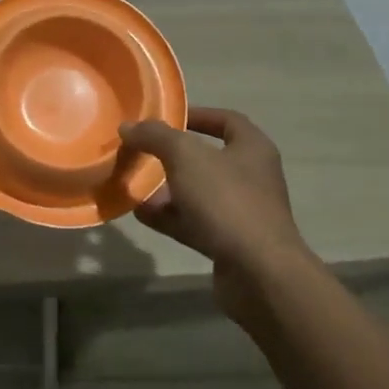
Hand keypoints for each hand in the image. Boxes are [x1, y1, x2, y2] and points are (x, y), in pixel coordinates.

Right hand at [118, 107, 316, 324]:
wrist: (259, 274)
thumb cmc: (227, 201)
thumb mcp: (186, 157)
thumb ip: (156, 136)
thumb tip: (129, 126)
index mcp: (252, 148)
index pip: (226, 120)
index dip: (196, 115)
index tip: (165, 118)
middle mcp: (251, 177)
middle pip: (207, 158)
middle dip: (172, 156)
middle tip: (141, 152)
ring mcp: (241, 212)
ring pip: (197, 193)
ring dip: (166, 189)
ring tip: (133, 184)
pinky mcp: (228, 243)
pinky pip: (193, 222)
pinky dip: (168, 217)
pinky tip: (140, 213)